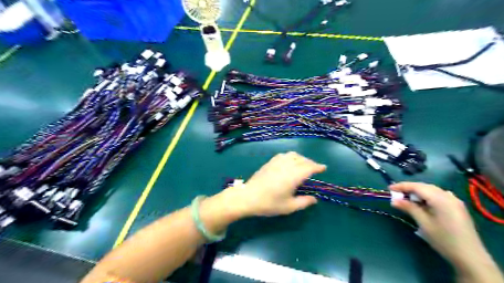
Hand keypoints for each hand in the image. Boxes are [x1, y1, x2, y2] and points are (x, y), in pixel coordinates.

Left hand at [221, 152, 324, 216]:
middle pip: (302, 160)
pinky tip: (289, 163)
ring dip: (301, 158)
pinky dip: (291, 156)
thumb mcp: (289, 207)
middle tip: (315, 169)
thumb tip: (314, 199)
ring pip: (293, 155)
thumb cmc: (269, 203)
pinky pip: (284, 155)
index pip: (309, 167)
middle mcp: (286, 165)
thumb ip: (304, 202)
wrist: (248, 197)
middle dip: (311, 163)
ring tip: (303, 165)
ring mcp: (277, 162)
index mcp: (293, 176)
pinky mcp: (270, 162)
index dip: (318, 167)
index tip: (324, 168)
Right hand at [391, 183, 490, 269]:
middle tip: (396, 194)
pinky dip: (427, 196)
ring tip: (406, 198)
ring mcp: (454, 201)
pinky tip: (422, 203)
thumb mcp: (423, 223)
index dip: (402, 186)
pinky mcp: (457, 207)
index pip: (417, 186)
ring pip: (432, 190)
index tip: (389, 188)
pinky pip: (438, 196)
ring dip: (418, 192)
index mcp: (440, 198)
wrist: (470, 257)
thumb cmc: (443, 239)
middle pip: (425, 187)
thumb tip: (394, 200)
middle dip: (409, 188)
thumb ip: (409, 208)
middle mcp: (448, 196)